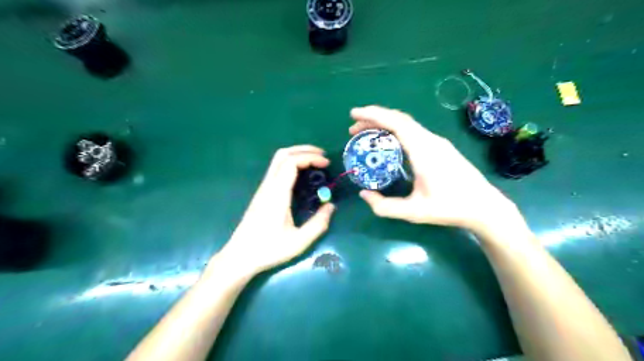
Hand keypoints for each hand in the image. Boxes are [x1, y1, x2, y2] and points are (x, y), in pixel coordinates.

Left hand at [218, 146, 337, 275]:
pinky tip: (302, 175)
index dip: (310, 157)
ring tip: (315, 162)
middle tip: (323, 157)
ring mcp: (263, 188)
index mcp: (277, 194)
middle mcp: (268, 186)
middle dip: (304, 150)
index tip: (326, 164)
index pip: (291, 163)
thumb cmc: (268, 250)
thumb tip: (331, 206)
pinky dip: (291, 164)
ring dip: (297, 155)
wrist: (240, 256)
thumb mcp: (299, 242)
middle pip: (283, 154)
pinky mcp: (262, 193)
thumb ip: (318, 224)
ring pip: (278, 160)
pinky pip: (277, 169)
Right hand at [350, 104, 519, 233]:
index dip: (373, 115)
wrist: (484, 207)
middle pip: (399, 119)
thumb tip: (363, 194)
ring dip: (385, 124)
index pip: (396, 123)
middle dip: (374, 118)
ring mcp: (438, 142)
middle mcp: (430, 140)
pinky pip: (414, 131)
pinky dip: (396, 130)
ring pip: (407, 124)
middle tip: (354, 128)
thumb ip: (385, 206)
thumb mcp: (413, 212)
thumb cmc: (449, 208)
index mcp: (423, 150)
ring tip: (367, 133)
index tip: (354, 114)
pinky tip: (389, 141)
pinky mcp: (441, 147)